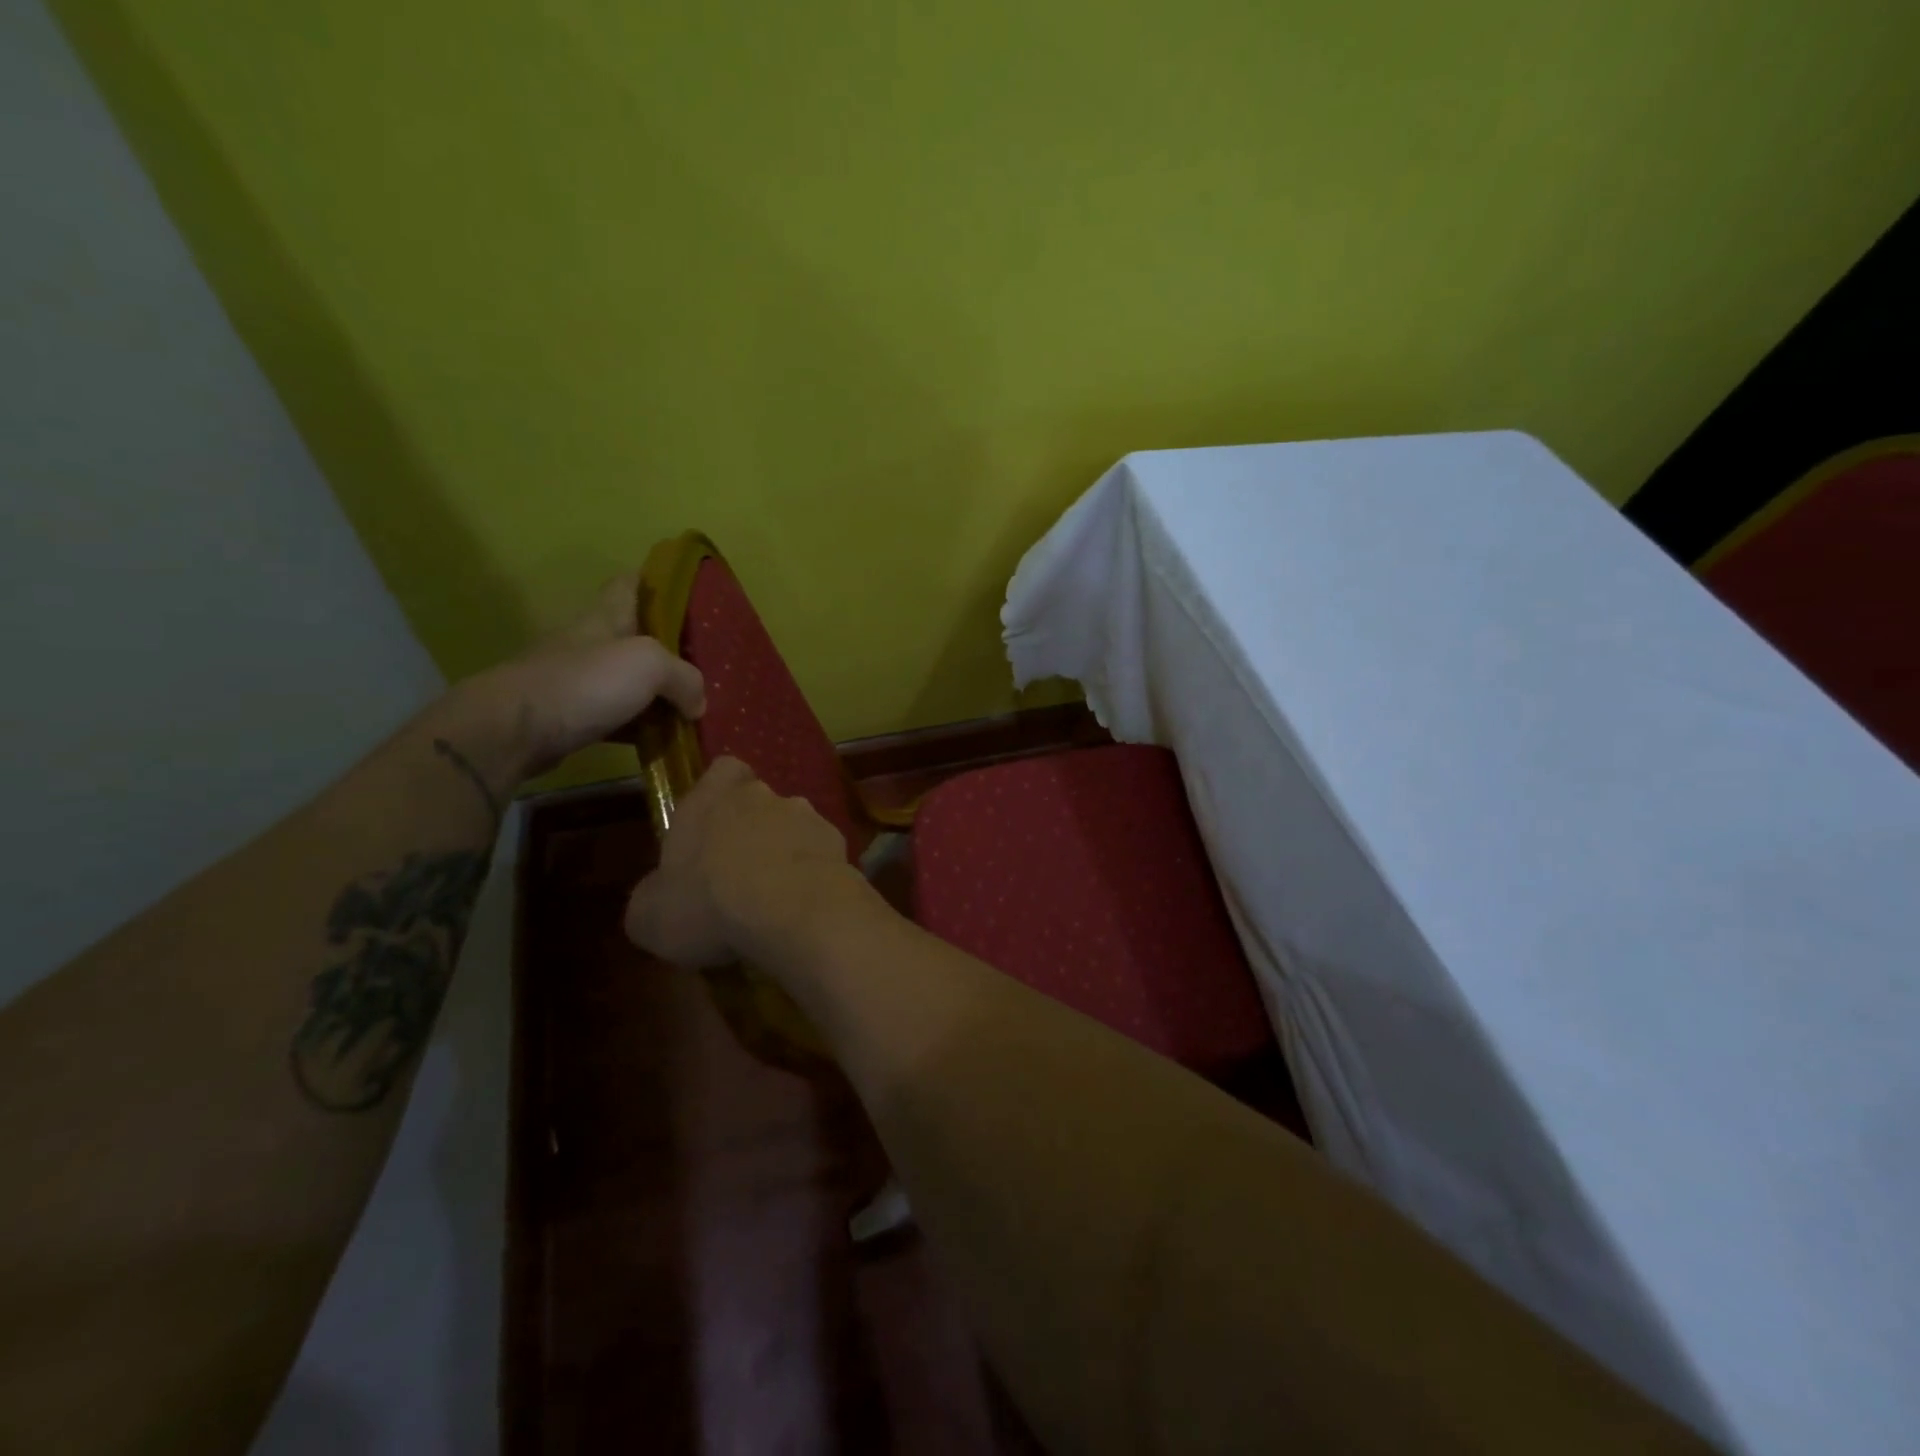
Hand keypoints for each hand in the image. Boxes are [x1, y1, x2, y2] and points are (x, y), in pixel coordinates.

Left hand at [441, 574, 706, 781]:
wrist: (514, 730)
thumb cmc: (584, 682)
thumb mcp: (649, 665)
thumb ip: (685, 678)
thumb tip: (698, 703)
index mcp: (607, 617)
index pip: (630, 584)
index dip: (656, 581)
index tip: (687, 592)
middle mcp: (592, 643)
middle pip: (637, 636)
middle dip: (670, 647)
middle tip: (706, 662)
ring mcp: (581, 682)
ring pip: (630, 682)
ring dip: (659, 693)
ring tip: (695, 706)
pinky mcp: (575, 718)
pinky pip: (620, 718)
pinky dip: (642, 727)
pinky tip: (665, 741)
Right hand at [624, 757, 859, 967]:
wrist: (793, 911)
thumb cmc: (709, 904)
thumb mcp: (650, 915)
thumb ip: (651, 897)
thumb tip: (657, 899)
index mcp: (713, 798)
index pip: (723, 769)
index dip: (718, 792)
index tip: (711, 824)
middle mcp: (764, 796)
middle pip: (760, 802)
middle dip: (752, 831)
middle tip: (739, 875)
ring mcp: (809, 816)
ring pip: (794, 828)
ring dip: (786, 854)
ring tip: (776, 900)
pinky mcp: (841, 844)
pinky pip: (822, 856)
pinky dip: (815, 876)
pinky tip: (805, 909)